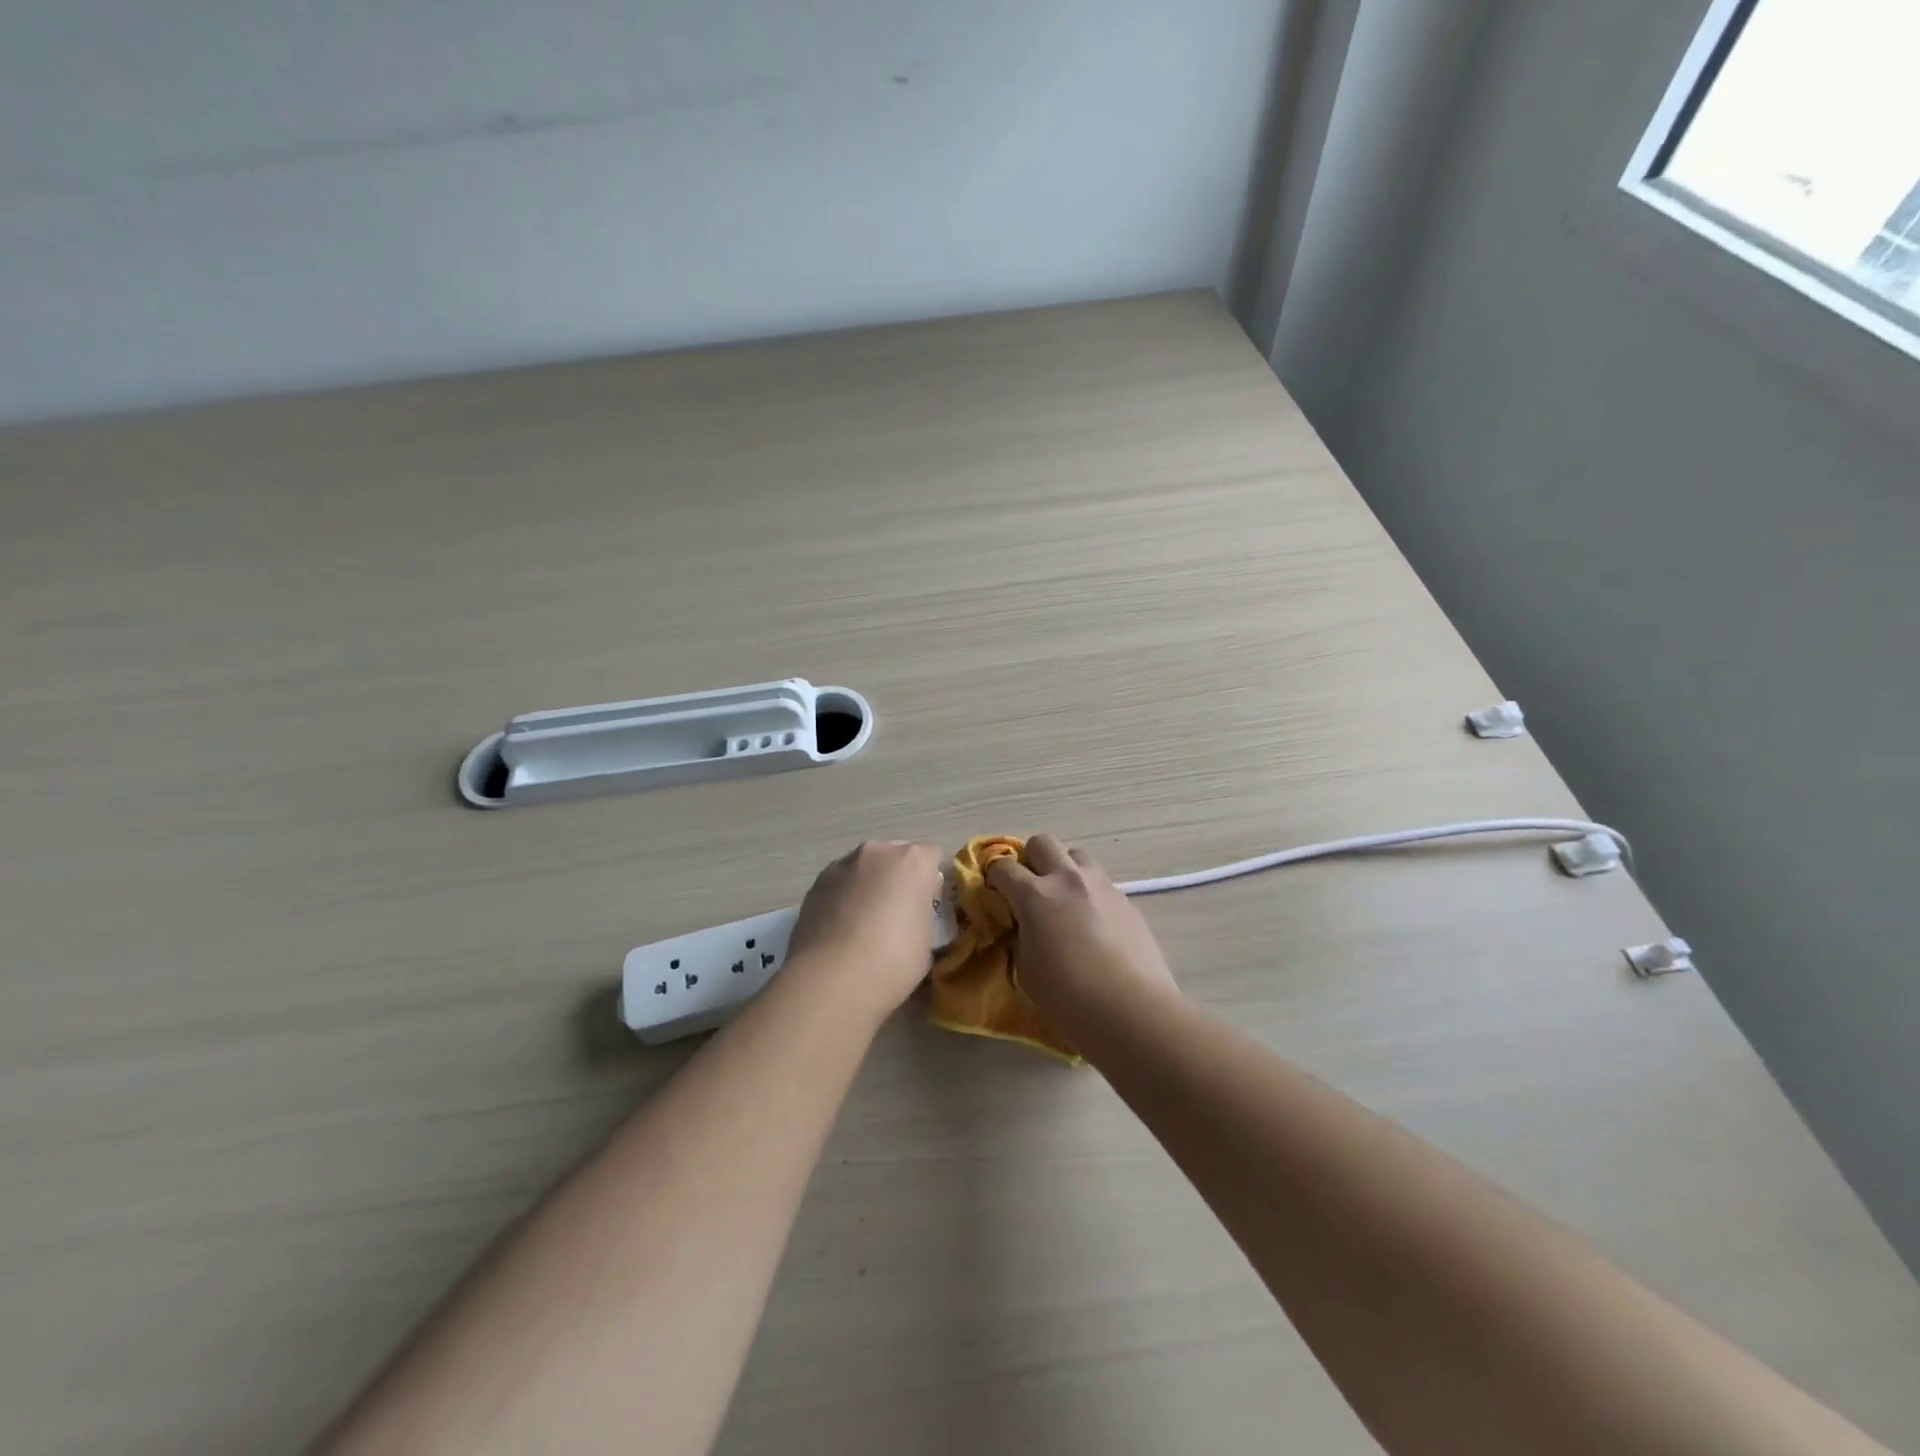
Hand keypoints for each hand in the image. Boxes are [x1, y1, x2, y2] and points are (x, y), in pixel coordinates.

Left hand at [786, 840, 945, 1023]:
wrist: (832, 979)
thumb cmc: (892, 962)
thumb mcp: (926, 943)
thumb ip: (922, 918)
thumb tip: (911, 919)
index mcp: (914, 862)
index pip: (932, 856)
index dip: (930, 881)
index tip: (927, 905)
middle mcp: (879, 852)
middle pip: (896, 854)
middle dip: (899, 876)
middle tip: (896, 912)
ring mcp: (844, 864)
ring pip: (865, 866)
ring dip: (869, 883)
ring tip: (863, 922)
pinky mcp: (818, 881)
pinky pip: (841, 882)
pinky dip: (844, 895)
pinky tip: (841, 927)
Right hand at [987, 834, 1178, 1030]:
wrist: (1130, 1010)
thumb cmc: (1067, 996)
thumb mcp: (1025, 969)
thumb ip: (1019, 937)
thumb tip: (1023, 927)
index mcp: (1034, 895)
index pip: (1003, 866)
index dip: (993, 876)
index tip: (993, 892)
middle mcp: (1067, 879)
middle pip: (1042, 843)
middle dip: (1030, 860)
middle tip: (1029, 888)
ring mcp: (1101, 886)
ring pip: (1076, 855)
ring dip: (1063, 870)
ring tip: (1064, 901)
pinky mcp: (1126, 900)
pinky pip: (1100, 882)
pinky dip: (1088, 892)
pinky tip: (1093, 924)